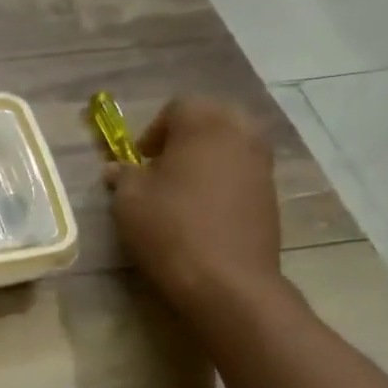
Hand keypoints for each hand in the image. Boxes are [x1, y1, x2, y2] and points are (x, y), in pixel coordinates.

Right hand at [105, 98, 281, 312]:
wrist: (226, 280)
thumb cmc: (170, 231)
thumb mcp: (129, 202)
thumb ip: (123, 177)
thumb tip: (116, 169)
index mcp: (204, 124)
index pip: (178, 106)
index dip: (154, 130)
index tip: (140, 160)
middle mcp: (240, 132)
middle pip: (212, 118)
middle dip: (186, 137)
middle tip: (163, 168)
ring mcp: (261, 162)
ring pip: (232, 143)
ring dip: (208, 158)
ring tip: (184, 190)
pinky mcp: (271, 192)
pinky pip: (243, 171)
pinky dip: (225, 180)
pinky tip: (205, 211)